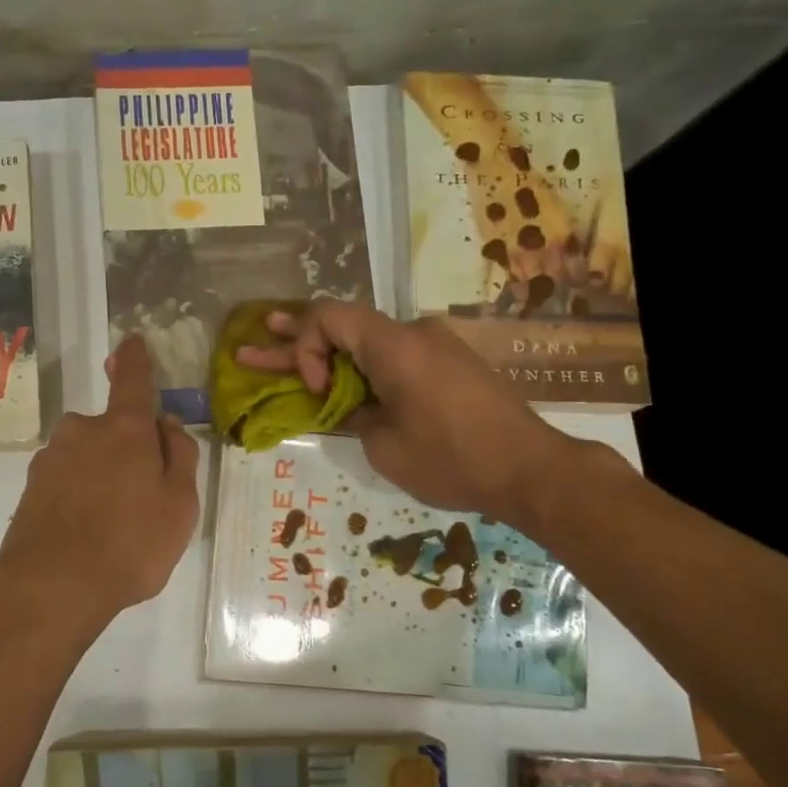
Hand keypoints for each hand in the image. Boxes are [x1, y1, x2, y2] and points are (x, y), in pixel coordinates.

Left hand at [0, 334, 200, 633]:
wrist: (51, 587)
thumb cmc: (131, 543)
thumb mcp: (180, 505)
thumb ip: (180, 456)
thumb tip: (167, 424)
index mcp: (124, 428)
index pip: (133, 379)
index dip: (136, 359)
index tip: (133, 341)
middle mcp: (81, 430)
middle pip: (111, 428)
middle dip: (127, 449)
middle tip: (142, 496)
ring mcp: (50, 458)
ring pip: (87, 456)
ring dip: (101, 475)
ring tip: (113, 526)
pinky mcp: (29, 487)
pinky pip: (66, 480)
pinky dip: (79, 495)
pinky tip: (86, 533)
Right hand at [234, 302, 579, 531]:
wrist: (529, 469)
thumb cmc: (452, 459)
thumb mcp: (384, 445)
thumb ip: (354, 414)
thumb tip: (349, 404)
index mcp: (395, 345)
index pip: (330, 317)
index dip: (306, 348)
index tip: (318, 391)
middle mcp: (413, 333)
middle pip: (344, 325)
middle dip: (297, 337)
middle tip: (258, 334)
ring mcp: (434, 346)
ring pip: (368, 341)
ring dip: (328, 350)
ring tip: (281, 342)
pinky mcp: (447, 364)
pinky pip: (393, 355)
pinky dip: (361, 364)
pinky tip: (339, 375)